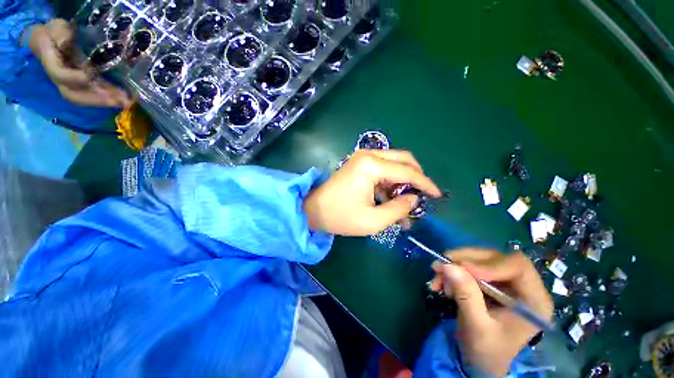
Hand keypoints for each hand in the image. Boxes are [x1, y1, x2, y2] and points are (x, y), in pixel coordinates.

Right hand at [22, 19, 130, 107]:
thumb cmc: (53, 32)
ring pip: (85, 97)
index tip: (88, 75)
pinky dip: (108, 95)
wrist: (49, 41)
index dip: (73, 77)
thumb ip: (60, 34)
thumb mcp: (57, 28)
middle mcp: (59, 78)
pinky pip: (93, 92)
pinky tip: (122, 98)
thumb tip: (67, 40)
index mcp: (50, 62)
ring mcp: (71, 83)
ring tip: (125, 102)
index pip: (59, 75)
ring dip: (105, 100)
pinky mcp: (82, 84)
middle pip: (73, 95)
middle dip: (96, 99)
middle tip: (118, 101)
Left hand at [303, 149, 440, 235]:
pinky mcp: (359, 164)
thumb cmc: (340, 217)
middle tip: (422, 195)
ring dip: (402, 182)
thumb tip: (415, 199)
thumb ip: (399, 209)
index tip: (438, 195)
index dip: (425, 183)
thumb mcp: (374, 220)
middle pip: (403, 159)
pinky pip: (383, 169)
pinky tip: (391, 200)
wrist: (312, 210)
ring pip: (394, 164)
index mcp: (371, 166)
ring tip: (405, 205)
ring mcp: (362, 158)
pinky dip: (391, 183)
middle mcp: (368, 155)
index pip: (407, 171)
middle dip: (416, 177)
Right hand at [429, 249, 552, 375]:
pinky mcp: (488, 282)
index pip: (517, 266)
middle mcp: (522, 286)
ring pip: (477, 260)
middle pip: (493, 258)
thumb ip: (466, 295)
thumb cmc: (487, 352)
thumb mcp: (477, 327)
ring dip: (453, 266)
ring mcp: (504, 282)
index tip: (462, 269)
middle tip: (439, 267)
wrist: (481, 363)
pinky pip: (467, 267)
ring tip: (437, 280)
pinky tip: (440, 284)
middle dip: (463, 262)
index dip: (489, 263)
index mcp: (533, 300)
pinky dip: (451, 272)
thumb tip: (447, 265)